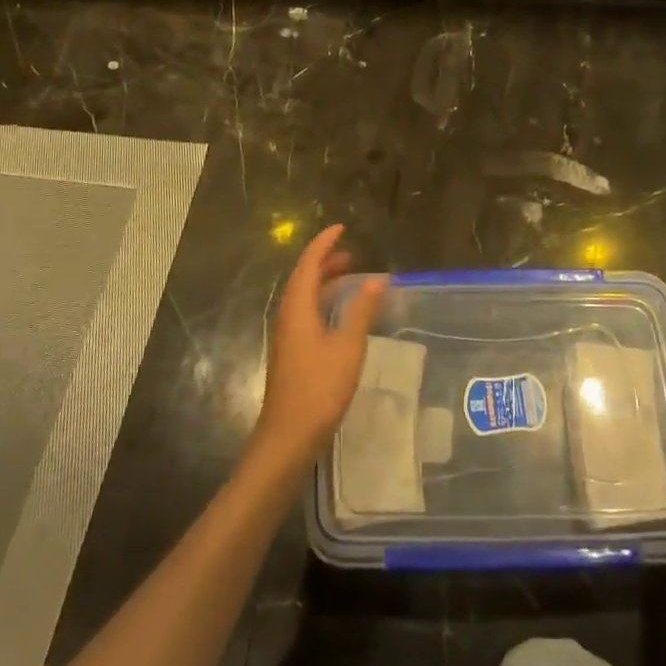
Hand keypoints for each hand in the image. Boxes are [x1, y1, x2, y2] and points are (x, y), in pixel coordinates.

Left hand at [253, 224, 387, 471]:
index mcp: (297, 308)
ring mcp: (288, 337)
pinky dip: (323, 303)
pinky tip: (340, 315)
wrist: (288, 437)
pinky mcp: (292, 354)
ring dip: (324, 283)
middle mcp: (288, 317)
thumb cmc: (319, 388)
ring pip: (304, 298)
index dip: (324, 244)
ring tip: (349, 278)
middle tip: (350, 253)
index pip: (308, 264)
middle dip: (325, 262)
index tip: (341, 228)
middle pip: (304, 279)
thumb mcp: (348, 347)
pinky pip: (306, 314)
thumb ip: (362, 310)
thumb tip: (378, 279)